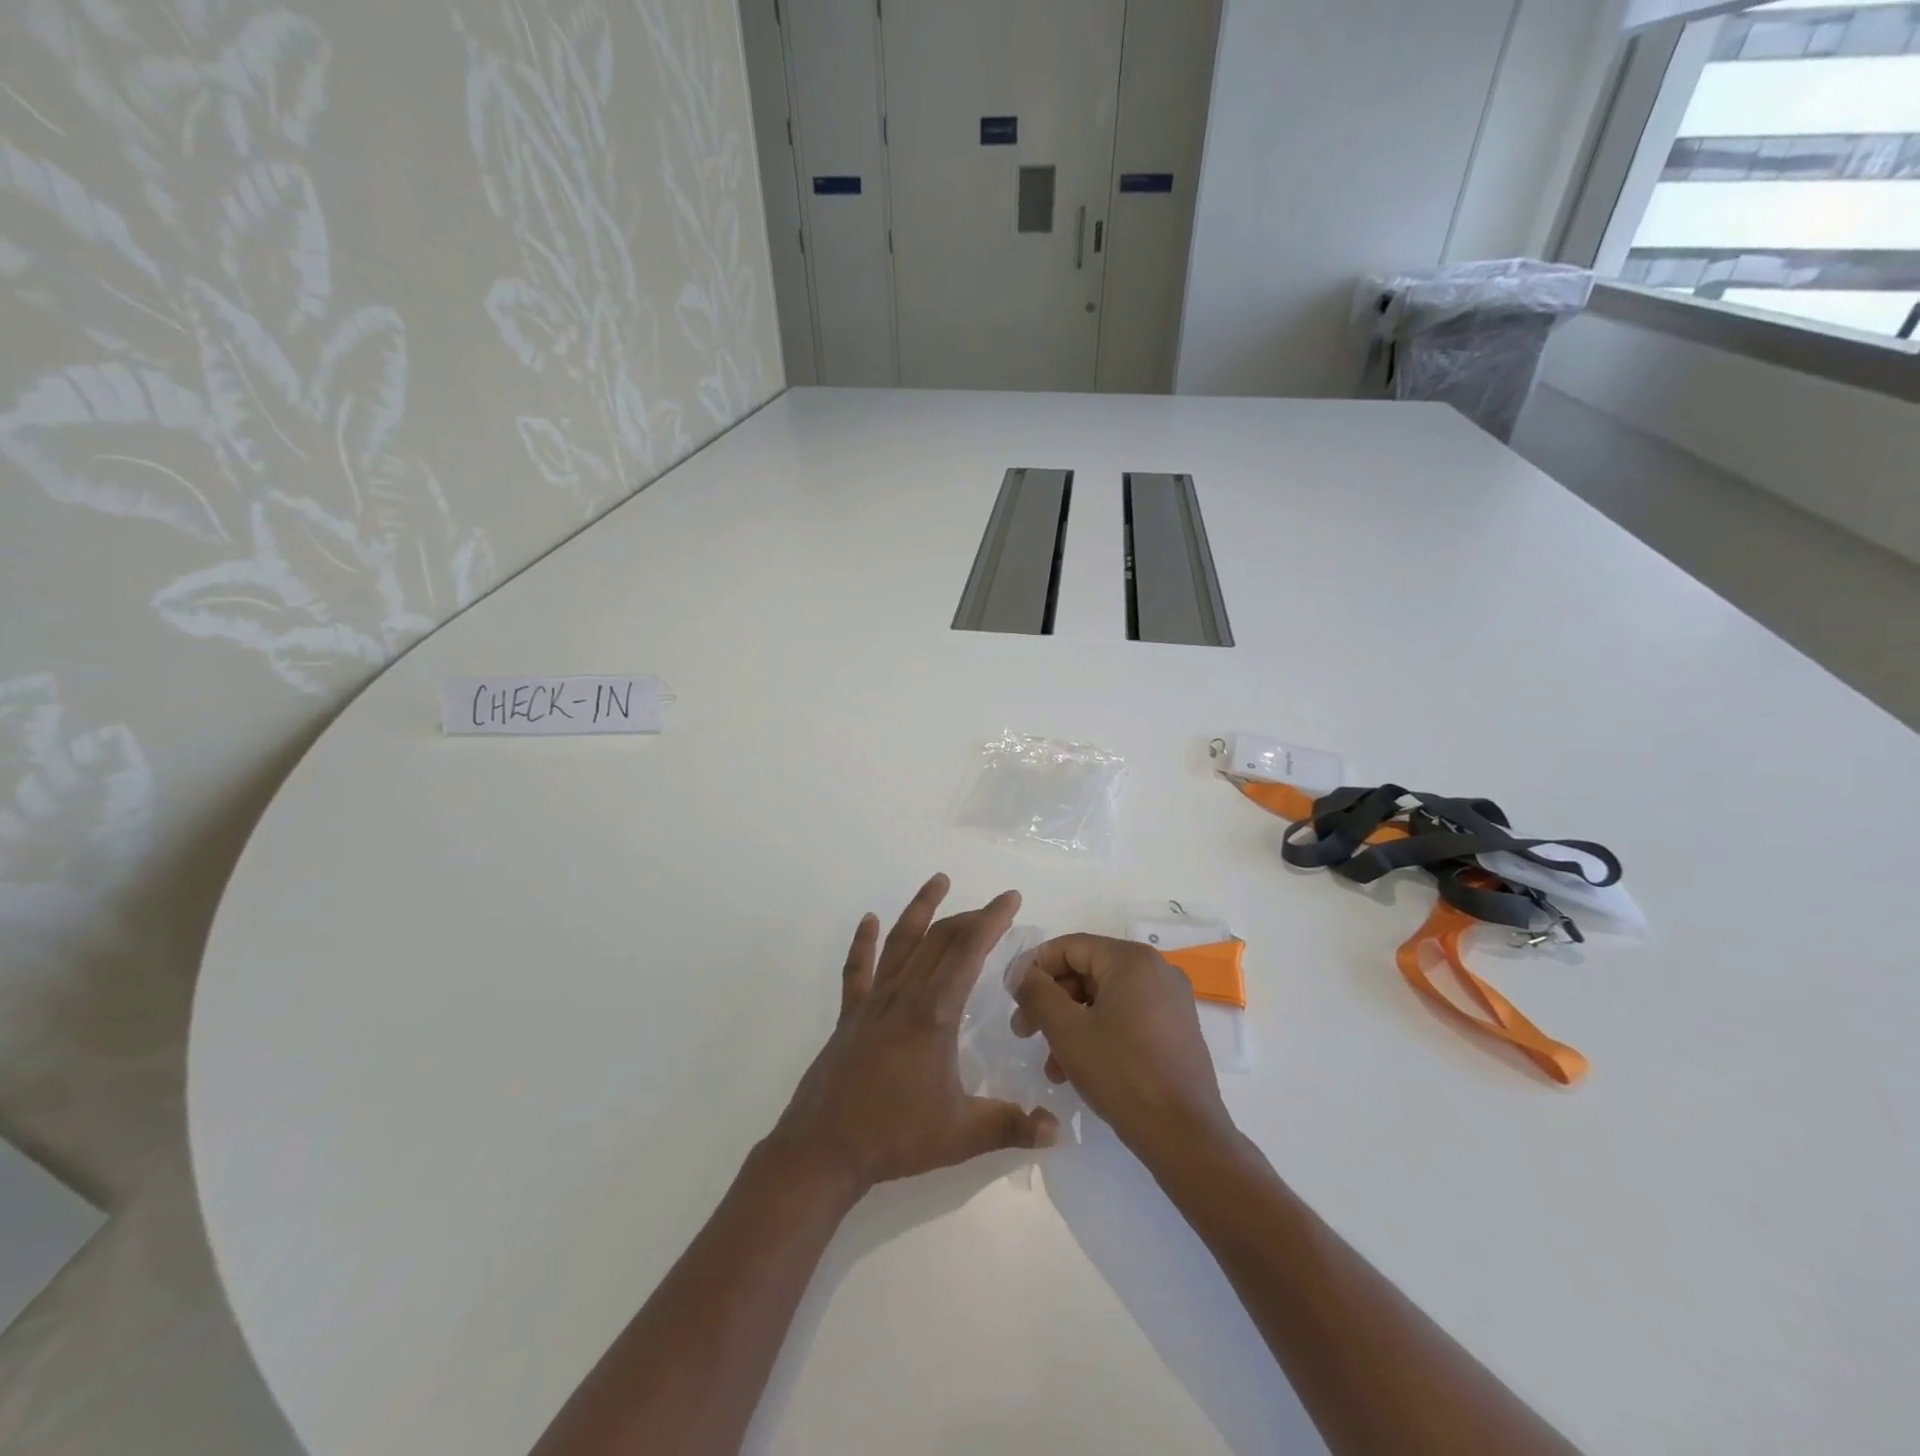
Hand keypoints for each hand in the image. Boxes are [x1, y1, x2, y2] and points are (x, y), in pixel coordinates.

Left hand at [771, 874, 1057, 1193]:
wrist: (824, 1148)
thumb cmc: (895, 1136)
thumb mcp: (962, 1135)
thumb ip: (1012, 1127)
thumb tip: (1058, 1130)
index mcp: (934, 1013)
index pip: (969, 952)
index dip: (992, 920)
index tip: (1010, 897)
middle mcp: (904, 995)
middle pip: (940, 940)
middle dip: (970, 917)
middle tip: (993, 907)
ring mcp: (873, 1001)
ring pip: (900, 942)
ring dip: (921, 909)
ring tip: (938, 880)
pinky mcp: (850, 1015)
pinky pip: (858, 969)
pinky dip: (864, 942)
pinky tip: (869, 920)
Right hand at [1011, 934, 1236, 1157]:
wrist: (1185, 1136)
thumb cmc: (1121, 1073)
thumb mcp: (1067, 1030)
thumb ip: (1037, 992)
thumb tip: (1020, 971)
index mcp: (1131, 959)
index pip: (1070, 946)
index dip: (1035, 968)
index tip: (1012, 997)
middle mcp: (1156, 969)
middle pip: (1087, 971)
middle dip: (1051, 1001)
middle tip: (1024, 1031)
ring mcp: (1170, 1000)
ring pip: (1104, 999)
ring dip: (1070, 1024)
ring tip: (1050, 1065)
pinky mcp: (1175, 1029)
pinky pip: (1126, 1016)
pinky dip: (1097, 1033)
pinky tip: (1077, 1069)